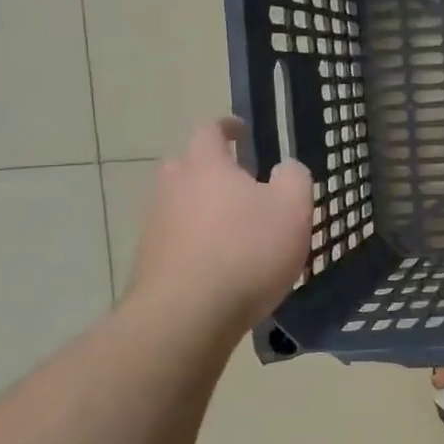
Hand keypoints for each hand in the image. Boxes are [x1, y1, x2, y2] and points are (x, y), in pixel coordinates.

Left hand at [126, 117, 313, 336]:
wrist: (186, 316)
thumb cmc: (247, 251)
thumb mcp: (292, 209)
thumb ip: (293, 178)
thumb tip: (285, 168)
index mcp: (206, 165)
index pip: (210, 130)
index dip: (226, 126)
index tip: (241, 131)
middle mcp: (173, 188)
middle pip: (187, 165)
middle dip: (210, 168)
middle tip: (239, 182)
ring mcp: (156, 226)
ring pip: (179, 204)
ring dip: (202, 208)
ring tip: (234, 228)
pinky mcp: (150, 262)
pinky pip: (176, 239)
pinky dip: (196, 242)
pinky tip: (219, 264)